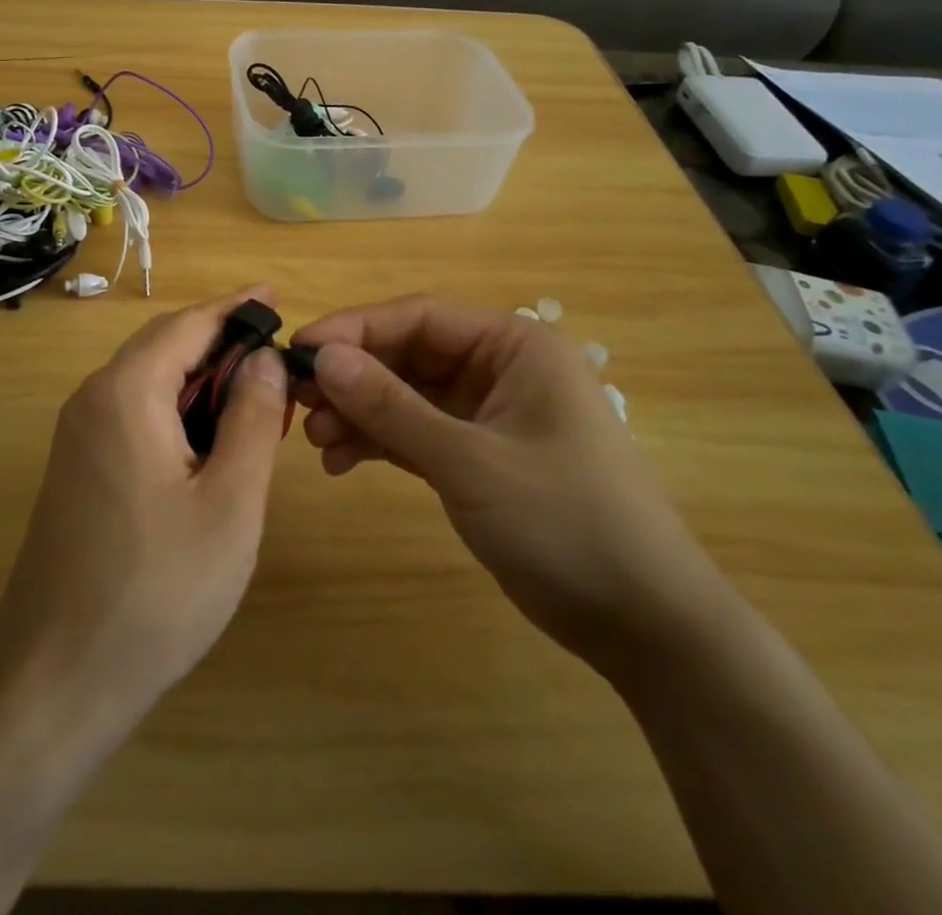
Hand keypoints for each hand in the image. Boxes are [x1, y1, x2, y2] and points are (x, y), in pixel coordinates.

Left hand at [0, 286, 290, 730]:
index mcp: (126, 392)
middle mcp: (93, 399)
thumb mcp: (229, 502)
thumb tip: (261, 358)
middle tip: (278, 358)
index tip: (276, 295)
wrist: (54, 681)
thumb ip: (251, 418)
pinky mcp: (79, 469)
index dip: (236, 307)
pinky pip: (135, 415)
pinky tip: (211, 443)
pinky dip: (179, 412)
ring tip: (257, 399)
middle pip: (164, 346)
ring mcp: (79, 436)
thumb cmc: (156, 589)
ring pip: (149, 382)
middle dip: (222, 344)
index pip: (188, 324)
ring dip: (202, 381)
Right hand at [294, 296, 728, 675]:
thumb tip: (322, 357)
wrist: (643, 624)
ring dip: (360, 413)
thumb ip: (391, 406)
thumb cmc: (564, 521)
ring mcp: (490, 413)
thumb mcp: (468, 460)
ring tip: (316, 441)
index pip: (419, 317)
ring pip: (407, 395)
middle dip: (353, 378)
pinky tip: (341, 462)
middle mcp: (501, 368)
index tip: (298, 349)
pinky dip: (381, 442)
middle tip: (299, 403)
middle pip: (408, 354)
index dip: (355, 329)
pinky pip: (418, 433)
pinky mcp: (480, 455)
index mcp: (515, 345)